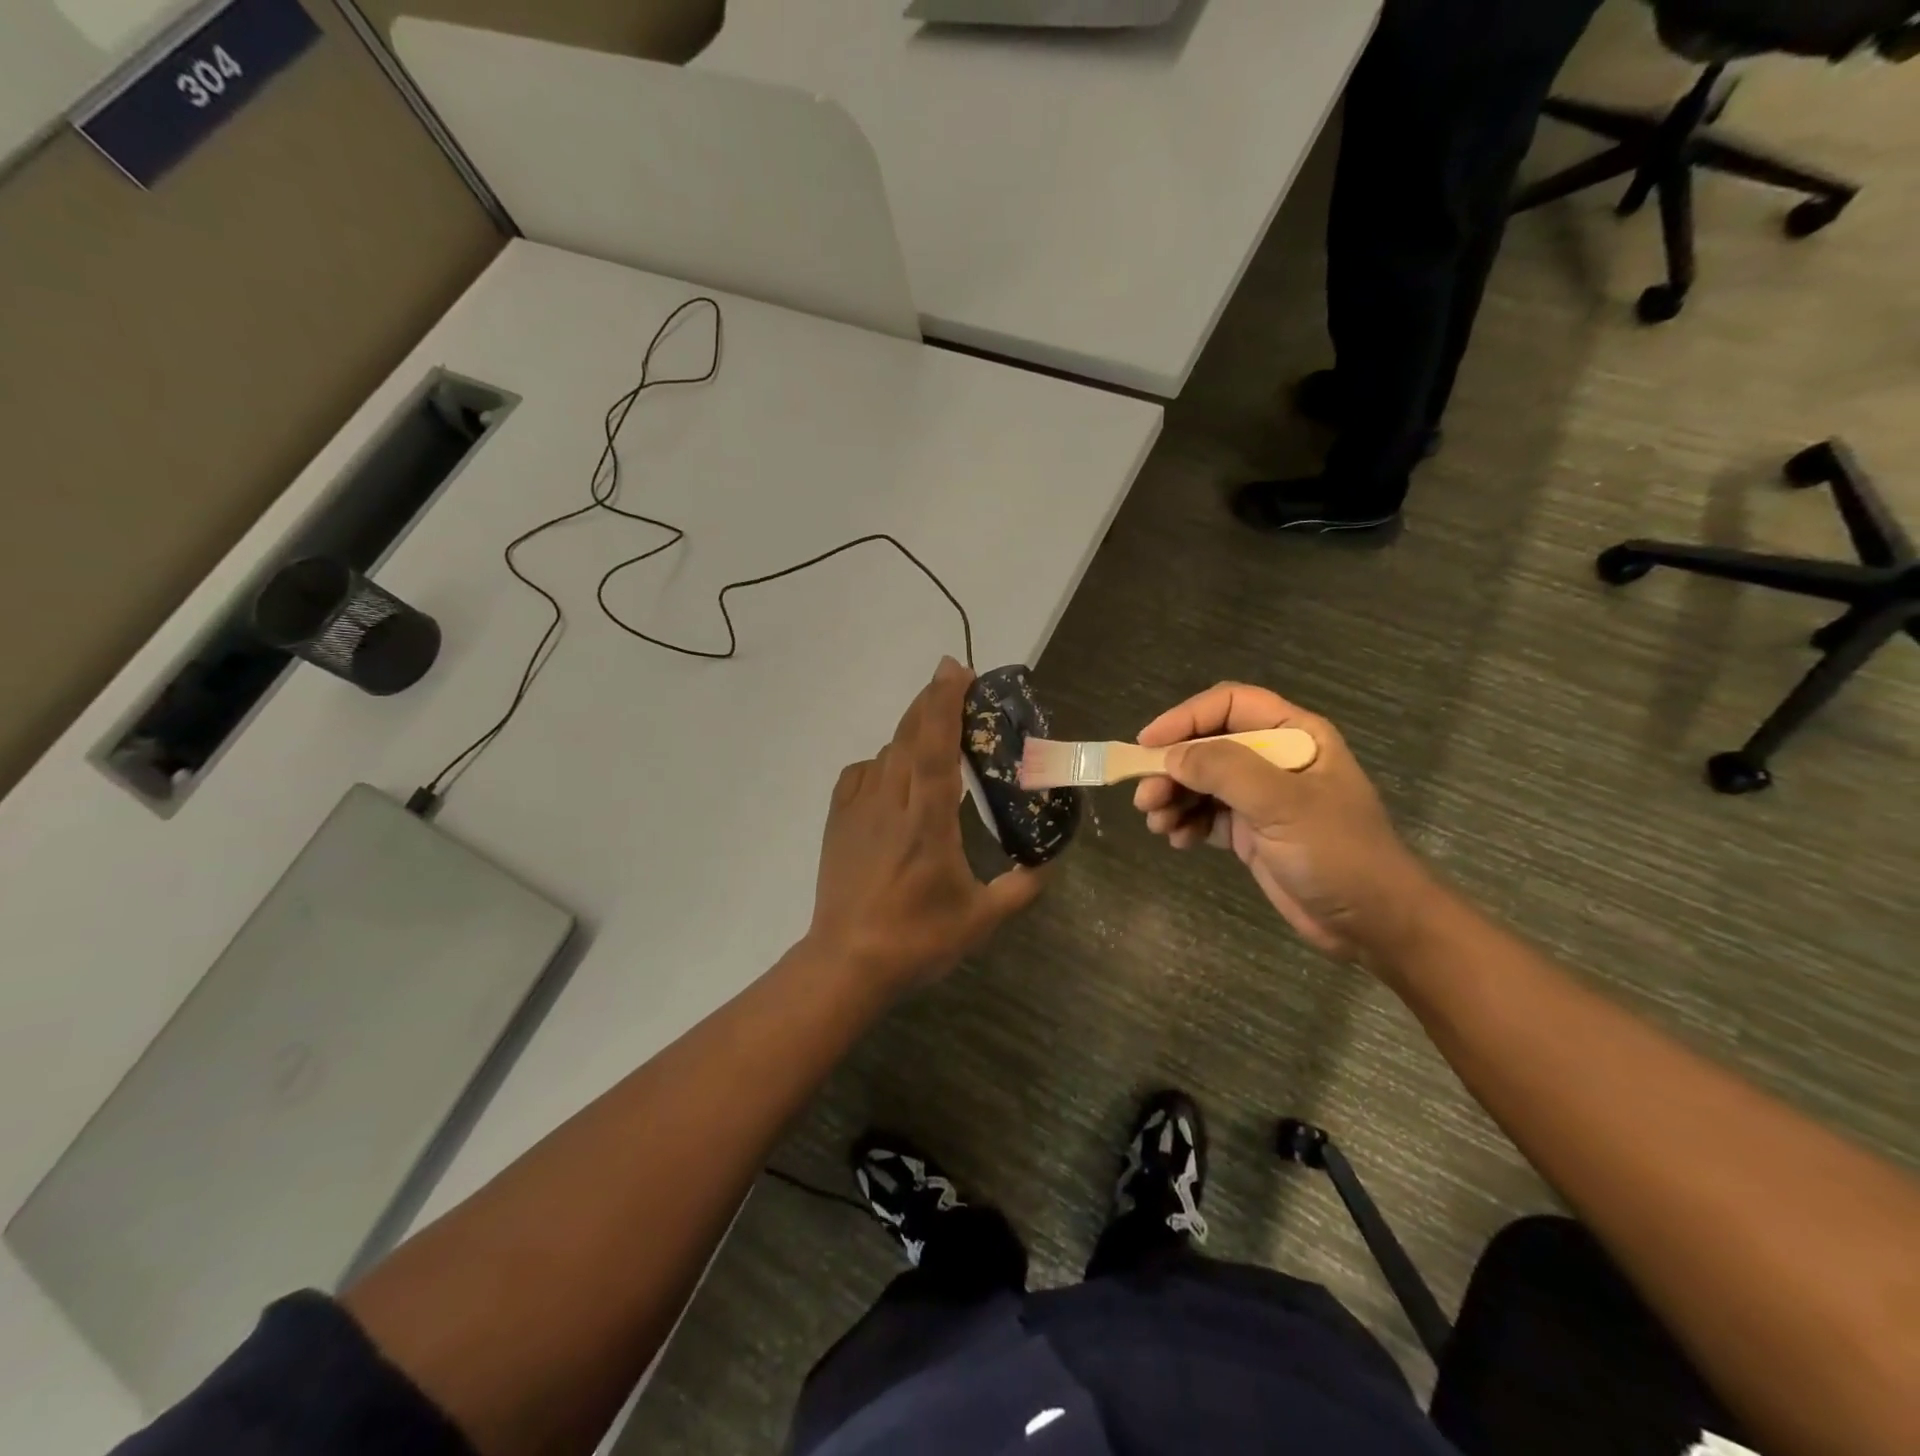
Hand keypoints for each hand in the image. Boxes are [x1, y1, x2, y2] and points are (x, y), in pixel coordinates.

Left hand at [807, 657, 1045, 991]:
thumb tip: (1046, 866)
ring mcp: (857, 810)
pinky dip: (881, 763)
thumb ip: (1020, 889)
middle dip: (931, 702)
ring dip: (910, 733)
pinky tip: (892, 775)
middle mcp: (890, 803)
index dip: (945, 703)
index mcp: (927, 821)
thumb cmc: (916, 940)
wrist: (846, 963)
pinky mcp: (837, 822)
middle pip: (908, 736)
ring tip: (933, 732)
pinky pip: (860, 775)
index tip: (957, 670)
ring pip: (885, 753)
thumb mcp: (980, 920)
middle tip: (955, 682)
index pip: (935, 747)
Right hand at [1133, 683, 1434, 961]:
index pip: (1229, 705)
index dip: (1185, 718)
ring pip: (1201, 781)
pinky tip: (1179, 841)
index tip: (1148, 744)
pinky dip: (1186, 823)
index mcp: (1294, 735)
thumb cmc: (1338, 853)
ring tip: (1158, 824)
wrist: (1374, 923)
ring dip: (1173, 798)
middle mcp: (1275, 759)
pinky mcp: (1252, 831)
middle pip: (1207, 745)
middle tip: (1145, 799)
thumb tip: (1171, 756)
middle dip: (1172, 769)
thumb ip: (1226, 770)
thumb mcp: (1283, 804)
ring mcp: (1262, 796)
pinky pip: (1206, 815)